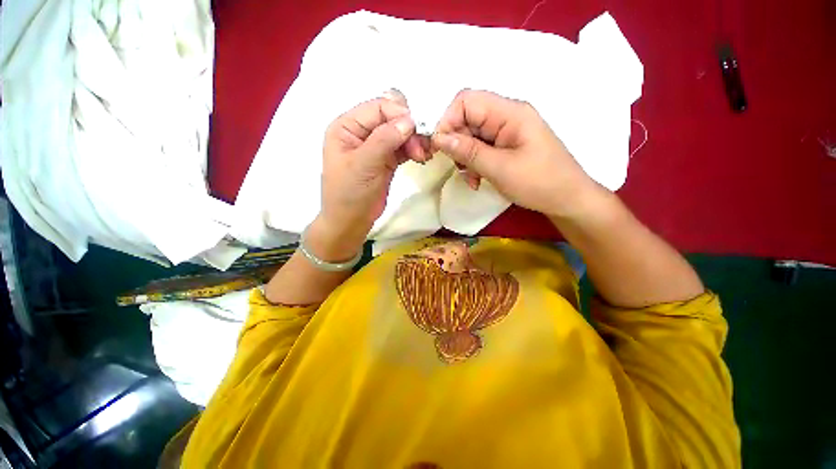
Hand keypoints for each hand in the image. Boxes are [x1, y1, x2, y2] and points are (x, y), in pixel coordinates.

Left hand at [316, 90, 428, 260]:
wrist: (351, 222)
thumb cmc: (349, 193)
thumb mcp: (363, 165)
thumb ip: (385, 139)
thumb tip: (410, 120)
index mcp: (347, 126)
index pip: (377, 107)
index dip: (399, 114)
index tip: (417, 130)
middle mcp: (361, 132)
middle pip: (391, 118)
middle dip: (409, 129)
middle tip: (422, 148)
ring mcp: (375, 147)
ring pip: (400, 134)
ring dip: (414, 141)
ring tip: (424, 156)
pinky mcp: (386, 161)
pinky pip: (402, 148)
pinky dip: (413, 150)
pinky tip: (422, 157)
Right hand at [431, 89, 605, 219]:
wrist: (567, 200)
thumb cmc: (539, 183)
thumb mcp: (500, 168)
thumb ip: (469, 151)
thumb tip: (439, 138)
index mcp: (510, 112)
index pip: (467, 101)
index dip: (448, 121)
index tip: (439, 147)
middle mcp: (506, 116)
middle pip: (467, 119)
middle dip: (456, 144)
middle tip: (458, 167)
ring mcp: (506, 132)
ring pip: (470, 136)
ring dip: (464, 158)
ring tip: (471, 179)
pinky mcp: (505, 146)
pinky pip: (479, 149)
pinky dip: (472, 164)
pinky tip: (476, 180)